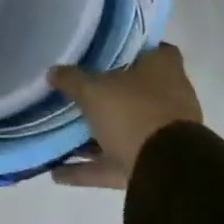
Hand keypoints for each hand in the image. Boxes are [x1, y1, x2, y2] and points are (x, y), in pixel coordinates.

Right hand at [48, 44, 202, 189]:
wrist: (166, 173)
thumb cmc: (133, 112)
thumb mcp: (92, 89)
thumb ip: (72, 79)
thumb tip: (53, 71)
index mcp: (164, 70)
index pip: (157, 50)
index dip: (136, 49)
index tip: (109, 52)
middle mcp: (170, 99)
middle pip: (138, 91)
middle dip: (111, 95)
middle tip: (80, 90)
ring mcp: (164, 136)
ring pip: (127, 128)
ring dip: (97, 135)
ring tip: (63, 134)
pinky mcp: (153, 166)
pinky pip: (116, 163)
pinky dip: (90, 168)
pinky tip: (58, 173)